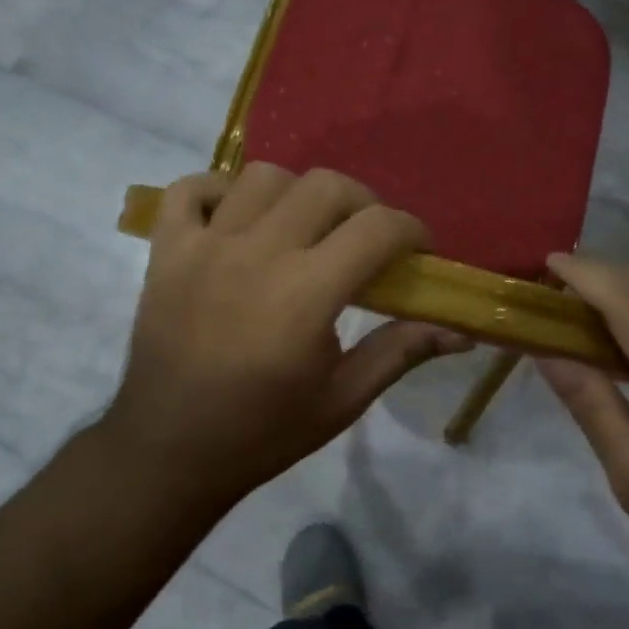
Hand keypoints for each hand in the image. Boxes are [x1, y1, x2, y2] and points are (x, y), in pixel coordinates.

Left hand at [101, 165, 470, 523]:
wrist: (169, 451)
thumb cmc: (263, 432)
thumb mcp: (343, 399)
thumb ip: (401, 351)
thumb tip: (462, 333)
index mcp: (306, 294)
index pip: (377, 228)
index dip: (411, 231)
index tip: (418, 251)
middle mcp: (257, 254)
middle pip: (326, 186)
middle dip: (363, 204)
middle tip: (367, 241)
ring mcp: (205, 246)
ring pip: (264, 176)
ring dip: (298, 194)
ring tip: (305, 229)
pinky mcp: (166, 250)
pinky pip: (191, 189)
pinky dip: (220, 191)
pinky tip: (239, 220)